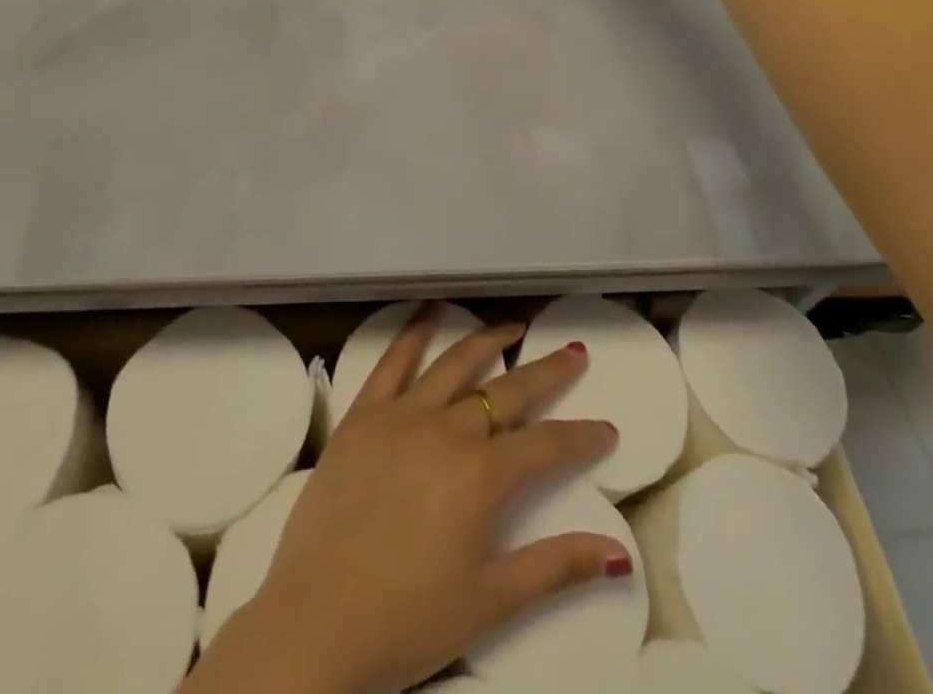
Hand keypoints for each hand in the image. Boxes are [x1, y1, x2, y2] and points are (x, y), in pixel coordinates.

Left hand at [188, 308, 626, 693]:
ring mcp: (401, 416)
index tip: (607, 429)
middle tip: (573, 352)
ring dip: (488, 340)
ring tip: (513, 324)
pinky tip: (430, 310)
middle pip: (507, 391)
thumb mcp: (490, 603)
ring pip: (454, 364)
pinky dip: (414, 332)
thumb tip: (618, 553)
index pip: (546, 446)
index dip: (581, 437)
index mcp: (481, 477)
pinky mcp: (363, 415)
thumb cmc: (406, 620)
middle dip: (546, 372)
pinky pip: (391, 362)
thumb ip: (555, 568)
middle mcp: (447, 430)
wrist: (315, 622)